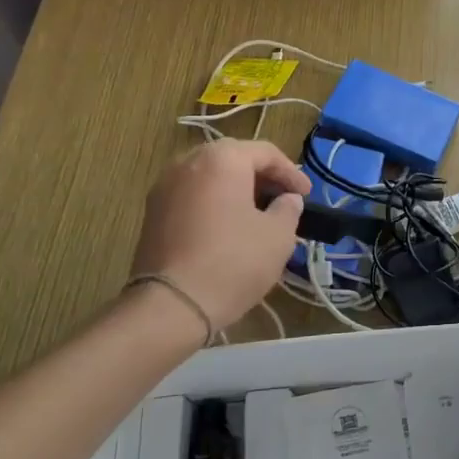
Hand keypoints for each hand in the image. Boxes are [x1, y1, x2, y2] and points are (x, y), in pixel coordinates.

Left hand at [130, 140, 309, 329]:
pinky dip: (214, 203)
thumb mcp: (278, 236)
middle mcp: (188, 162)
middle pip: (234, 159)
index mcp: (222, 158)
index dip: (291, 173)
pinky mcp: (152, 213)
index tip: (306, 195)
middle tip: (283, 200)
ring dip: (237, 190)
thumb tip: (287, 200)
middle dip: (262, 178)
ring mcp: (164, 186)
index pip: (265, 152)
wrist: (171, 305)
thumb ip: (288, 209)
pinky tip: (228, 228)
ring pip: (210, 178)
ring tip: (257, 215)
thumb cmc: (233, 262)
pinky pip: (192, 196)